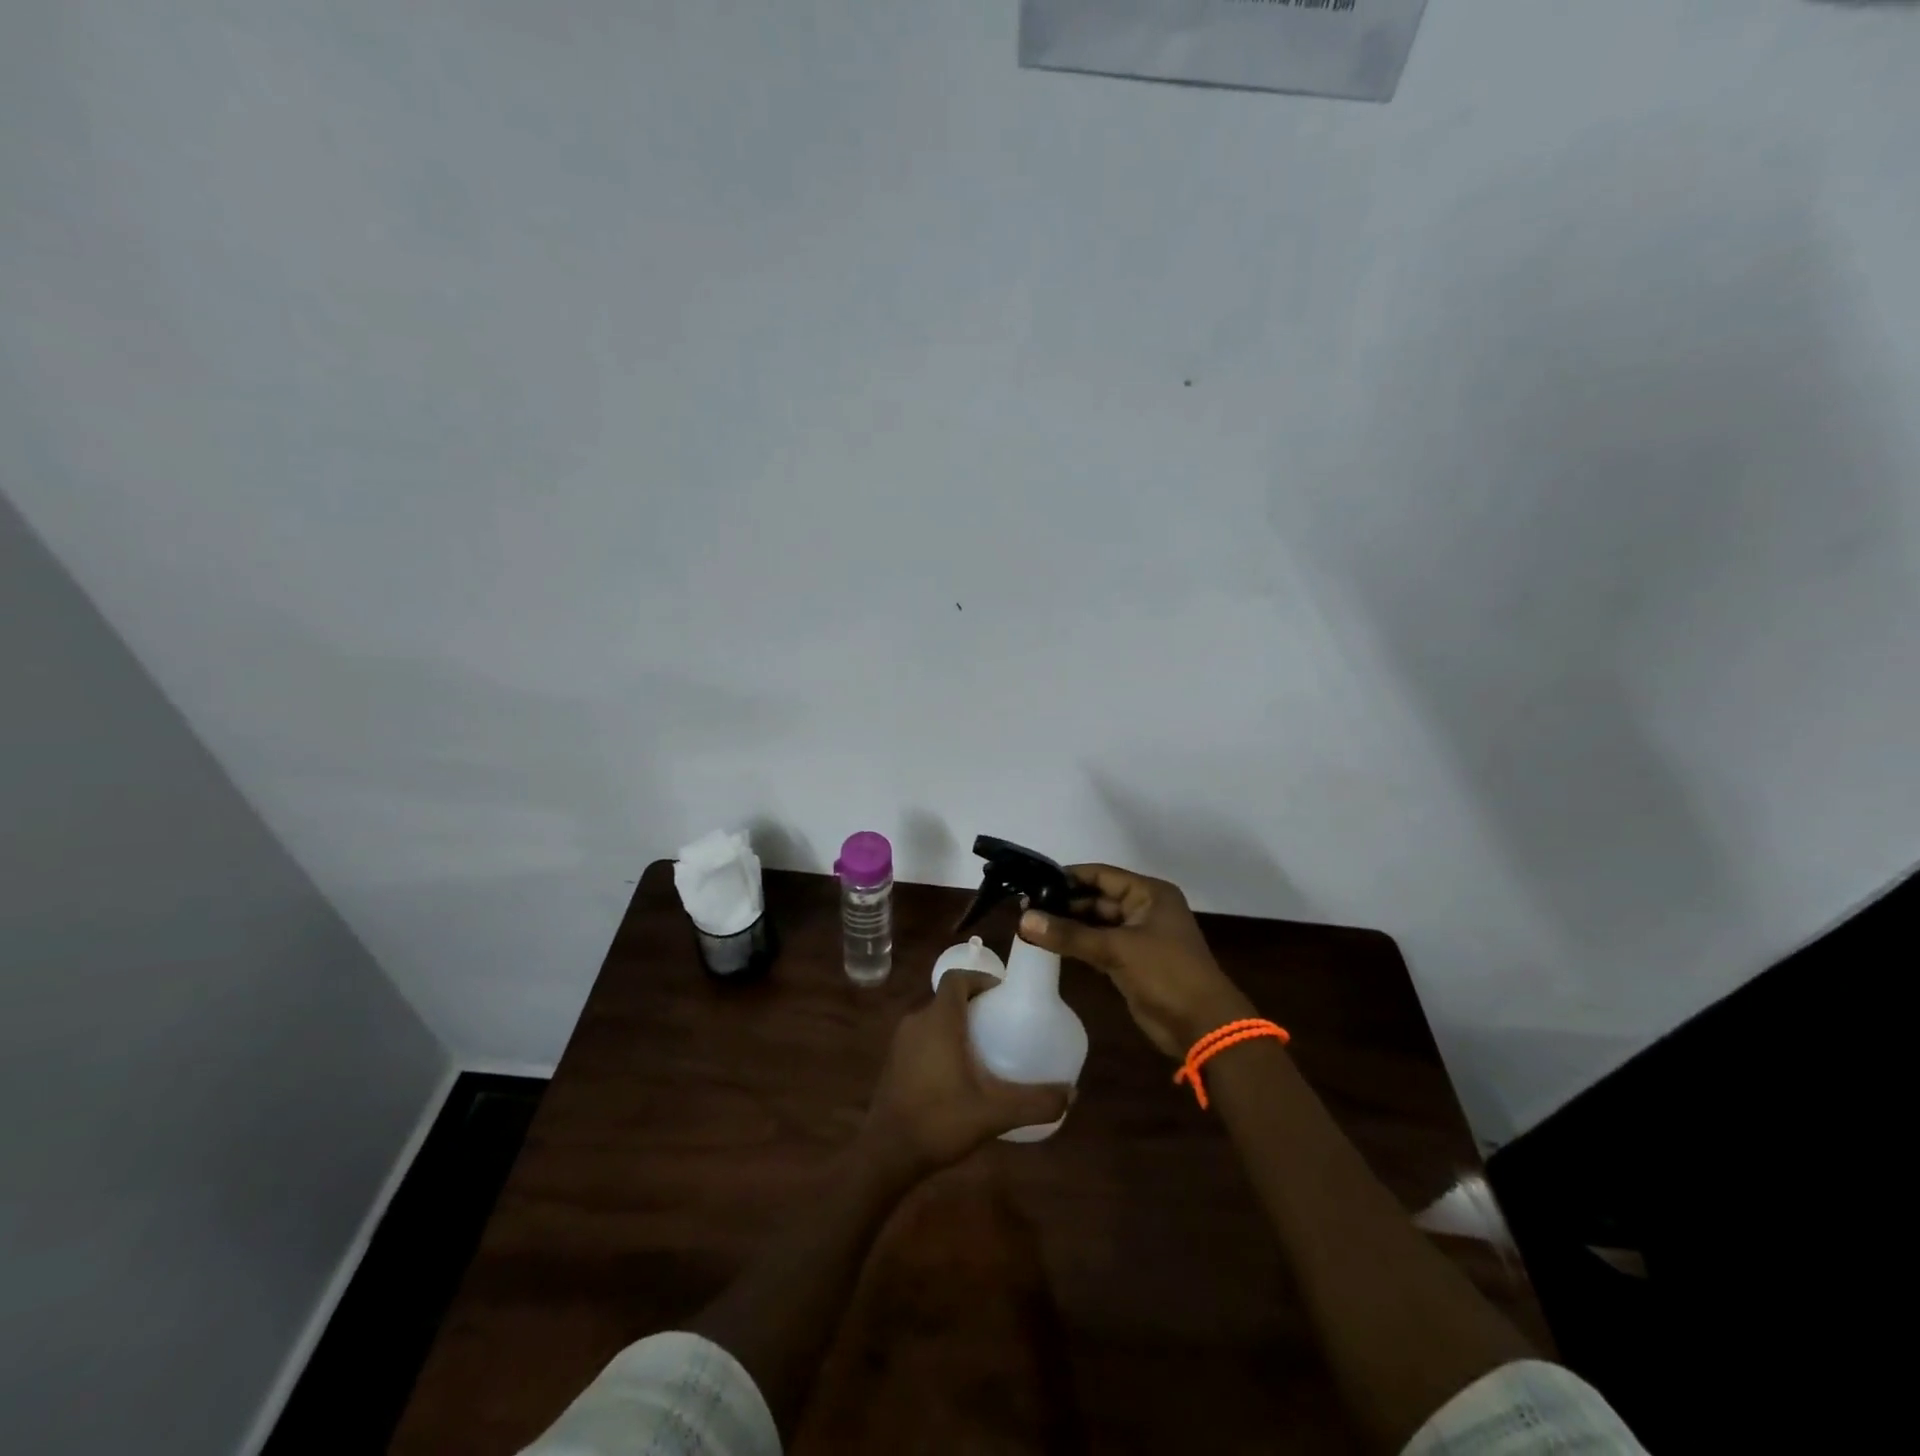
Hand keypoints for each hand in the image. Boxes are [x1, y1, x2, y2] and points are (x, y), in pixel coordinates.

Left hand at [859, 971, 1071, 1182]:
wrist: (886, 1154)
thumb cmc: (939, 1121)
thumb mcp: (993, 1113)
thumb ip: (1034, 1102)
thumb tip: (1071, 1093)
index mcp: (939, 1020)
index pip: (957, 978)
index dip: (980, 979)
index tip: (1003, 995)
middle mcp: (917, 1021)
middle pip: (947, 998)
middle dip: (974, 1004)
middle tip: (1001, 1023)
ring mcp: (901, 1042)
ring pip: (934, 1019)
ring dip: (957, 1025)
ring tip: (985, 1048)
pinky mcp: (894, 1062)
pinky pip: (922, 1037)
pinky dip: (941, 1042)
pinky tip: (958, 1073)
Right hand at [1020, 863, 1254, 1059]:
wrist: (1202, 1026)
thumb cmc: (1166, 974)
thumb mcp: (1116, 949)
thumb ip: (1069, 934)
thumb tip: (1024, 919)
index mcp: (1149, 893)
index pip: (1101, 875)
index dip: (1068, 876)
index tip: (1033, 881)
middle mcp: (1144, 909)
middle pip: (1097, 898)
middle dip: (1064, 903)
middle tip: (1025, 907)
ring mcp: (1138, 937)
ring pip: (1096, 923)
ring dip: (1068, 925)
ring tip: (1029, 924)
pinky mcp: (1131, 962)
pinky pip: (1098, 945)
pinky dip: (1077, 944)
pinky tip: (1049, 944)